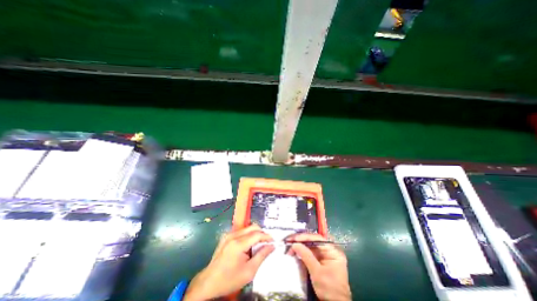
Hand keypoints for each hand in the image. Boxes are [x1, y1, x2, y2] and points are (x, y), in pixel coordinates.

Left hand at [186, 225, 275, 299]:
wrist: (208, 283)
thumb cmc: (229, 279)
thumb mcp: (249, 271)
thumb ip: (262, 256)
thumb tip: (271, 246)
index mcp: (238, 244)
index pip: (257, 234)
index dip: (267, 236)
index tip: (273, 241)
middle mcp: (233, 235)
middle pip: (253, 227)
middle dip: (262, 233)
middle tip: (266, 243)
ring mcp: (229, 235)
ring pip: (247, 228)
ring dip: (255, 234)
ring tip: (258, 245)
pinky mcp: (226, 236)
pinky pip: (241, 231)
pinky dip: (248, 235)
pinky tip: (248, 246)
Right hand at [287, 232, 350, 300]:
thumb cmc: (329, 289)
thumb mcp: (317, 272)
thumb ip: (306, 256)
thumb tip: (295, 244)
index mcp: (333, 251)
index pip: (318, 238)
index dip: (305, 237)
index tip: (295, 238)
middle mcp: (329, 250)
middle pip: (313, 240)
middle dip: (301, 240)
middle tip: (289, 240)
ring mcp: (324, 255)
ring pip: (310, 245)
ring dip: (300, 245)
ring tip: (290, 245)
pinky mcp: (320, 260)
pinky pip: (310, 252)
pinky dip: (302, 251)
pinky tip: (295, 250)